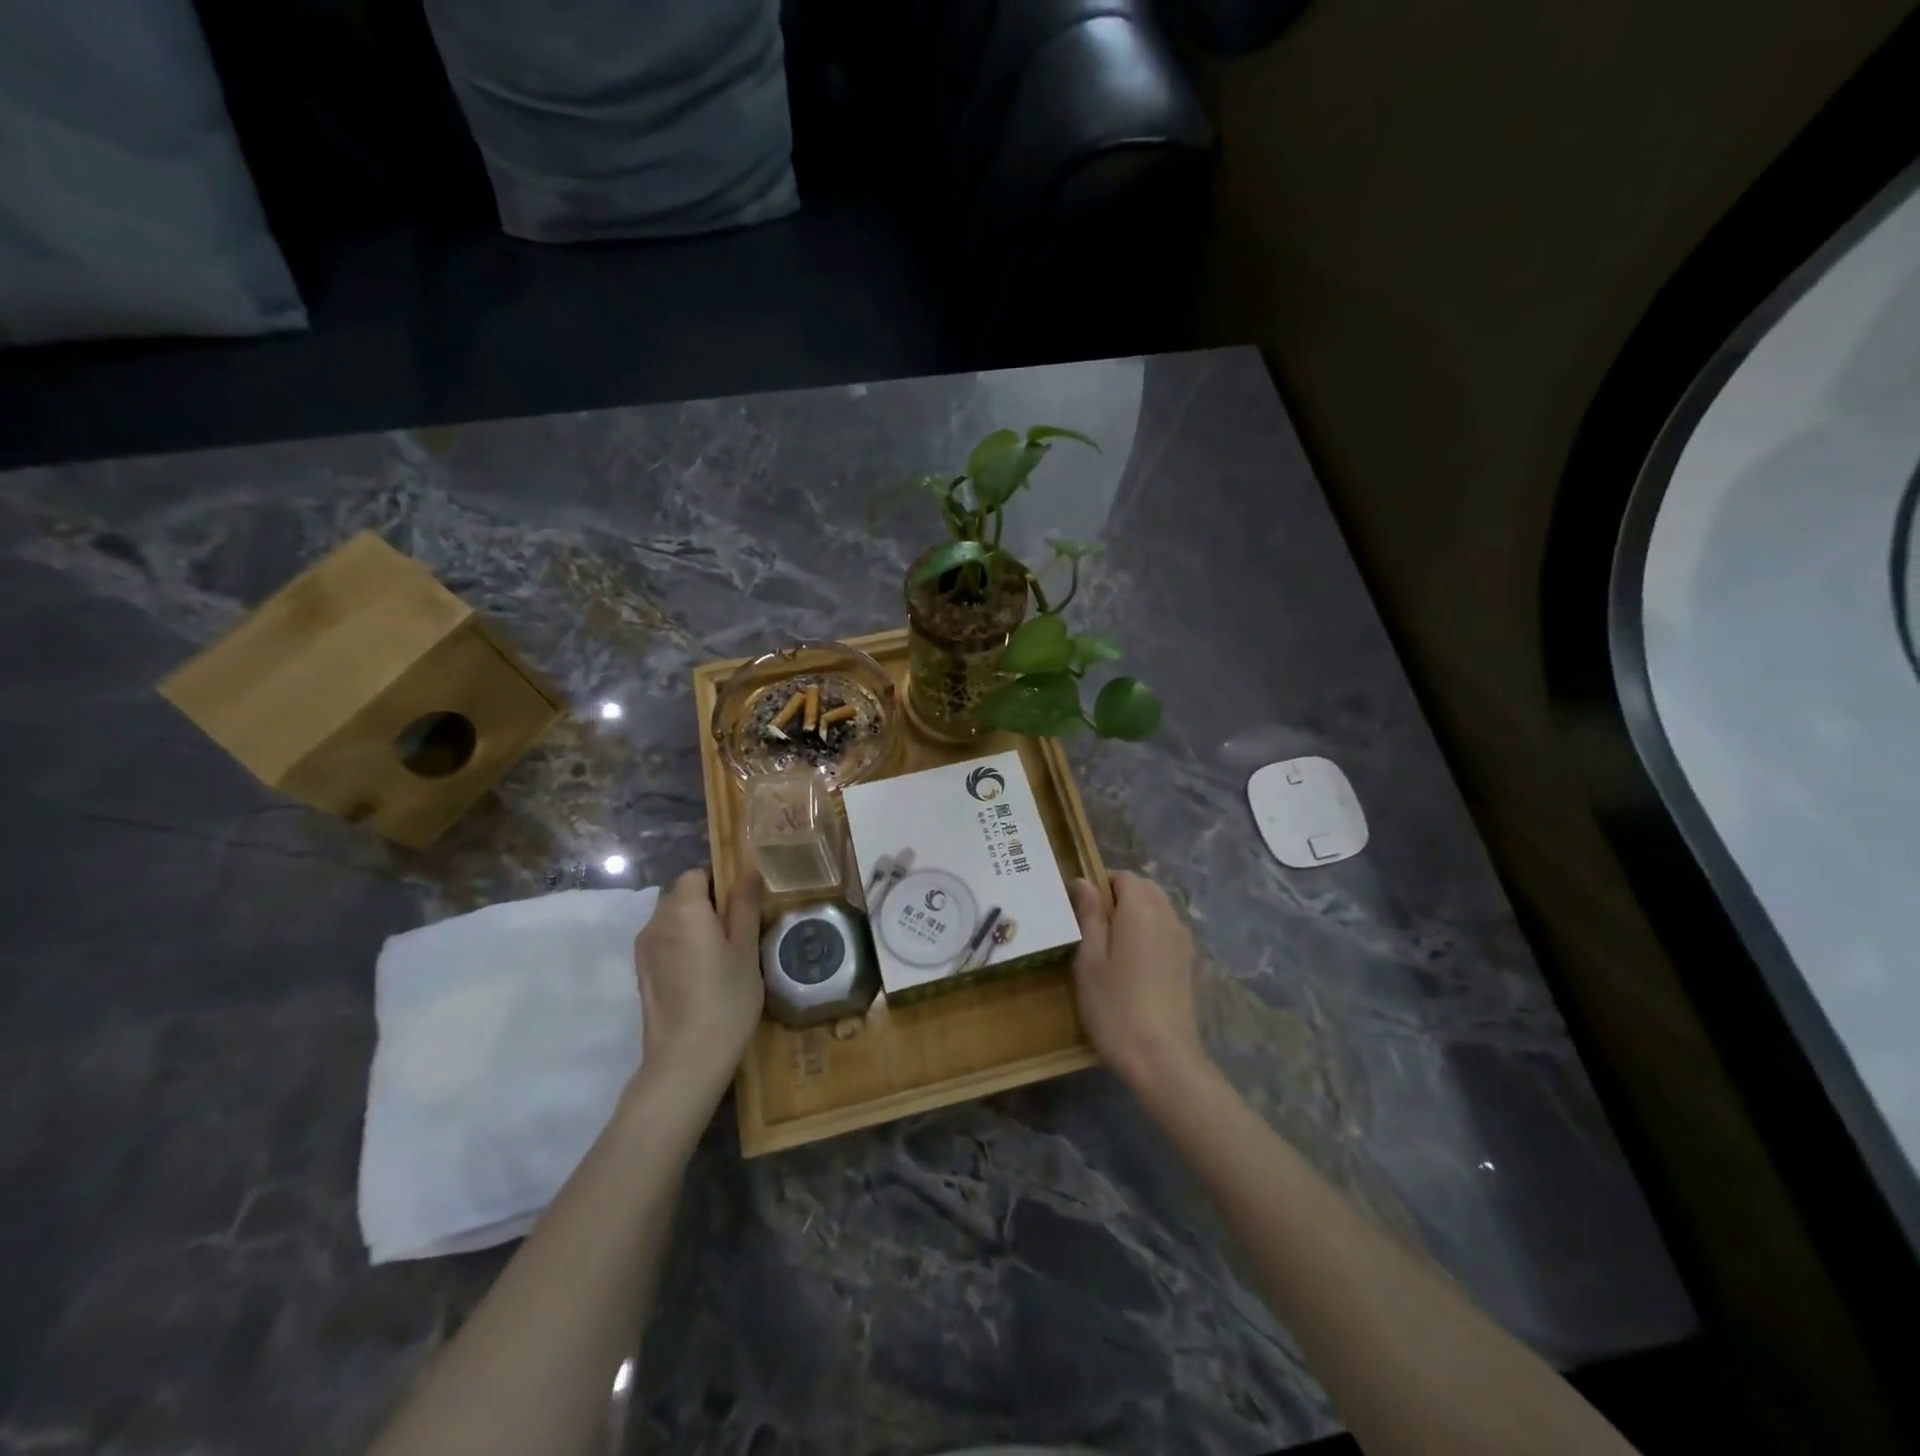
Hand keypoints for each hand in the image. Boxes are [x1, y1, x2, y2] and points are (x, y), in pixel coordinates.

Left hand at [632, 867, 763, 1099]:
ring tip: (722, 955)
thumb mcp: (747, 949)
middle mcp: (656, 921)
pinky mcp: (641, 972)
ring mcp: (644, 948)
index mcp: (684, 909)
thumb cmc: (726, 999)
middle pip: (682, 895)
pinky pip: (664, 942)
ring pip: (672, 919)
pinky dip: (682, 946)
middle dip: (708, 903)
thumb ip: (745, 905)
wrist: (685, 1060)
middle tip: (739, 931)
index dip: (720, 882)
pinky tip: (702, 974)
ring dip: (694, 926)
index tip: (744, 905)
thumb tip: (747, 870)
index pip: (697, 874)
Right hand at [1068, 871, 1207, 1091]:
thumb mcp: (1090, 960)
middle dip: (1118, 896)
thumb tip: (1083, 881)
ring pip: (1157, 909)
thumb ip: (1088, 916)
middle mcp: (1167, 916)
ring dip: (1134, 914)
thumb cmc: (1115, 1006)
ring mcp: (1182, 941)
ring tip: (1108, 945)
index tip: (1078, 908)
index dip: (1099, 884)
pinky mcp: (1187, 963)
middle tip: (1089, 926)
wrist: (1163, 1059)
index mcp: (1142, 909)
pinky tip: (1130, 963)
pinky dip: (1148, 933)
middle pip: (1144, 889)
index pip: (1123, 877)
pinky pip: (1166, 930)